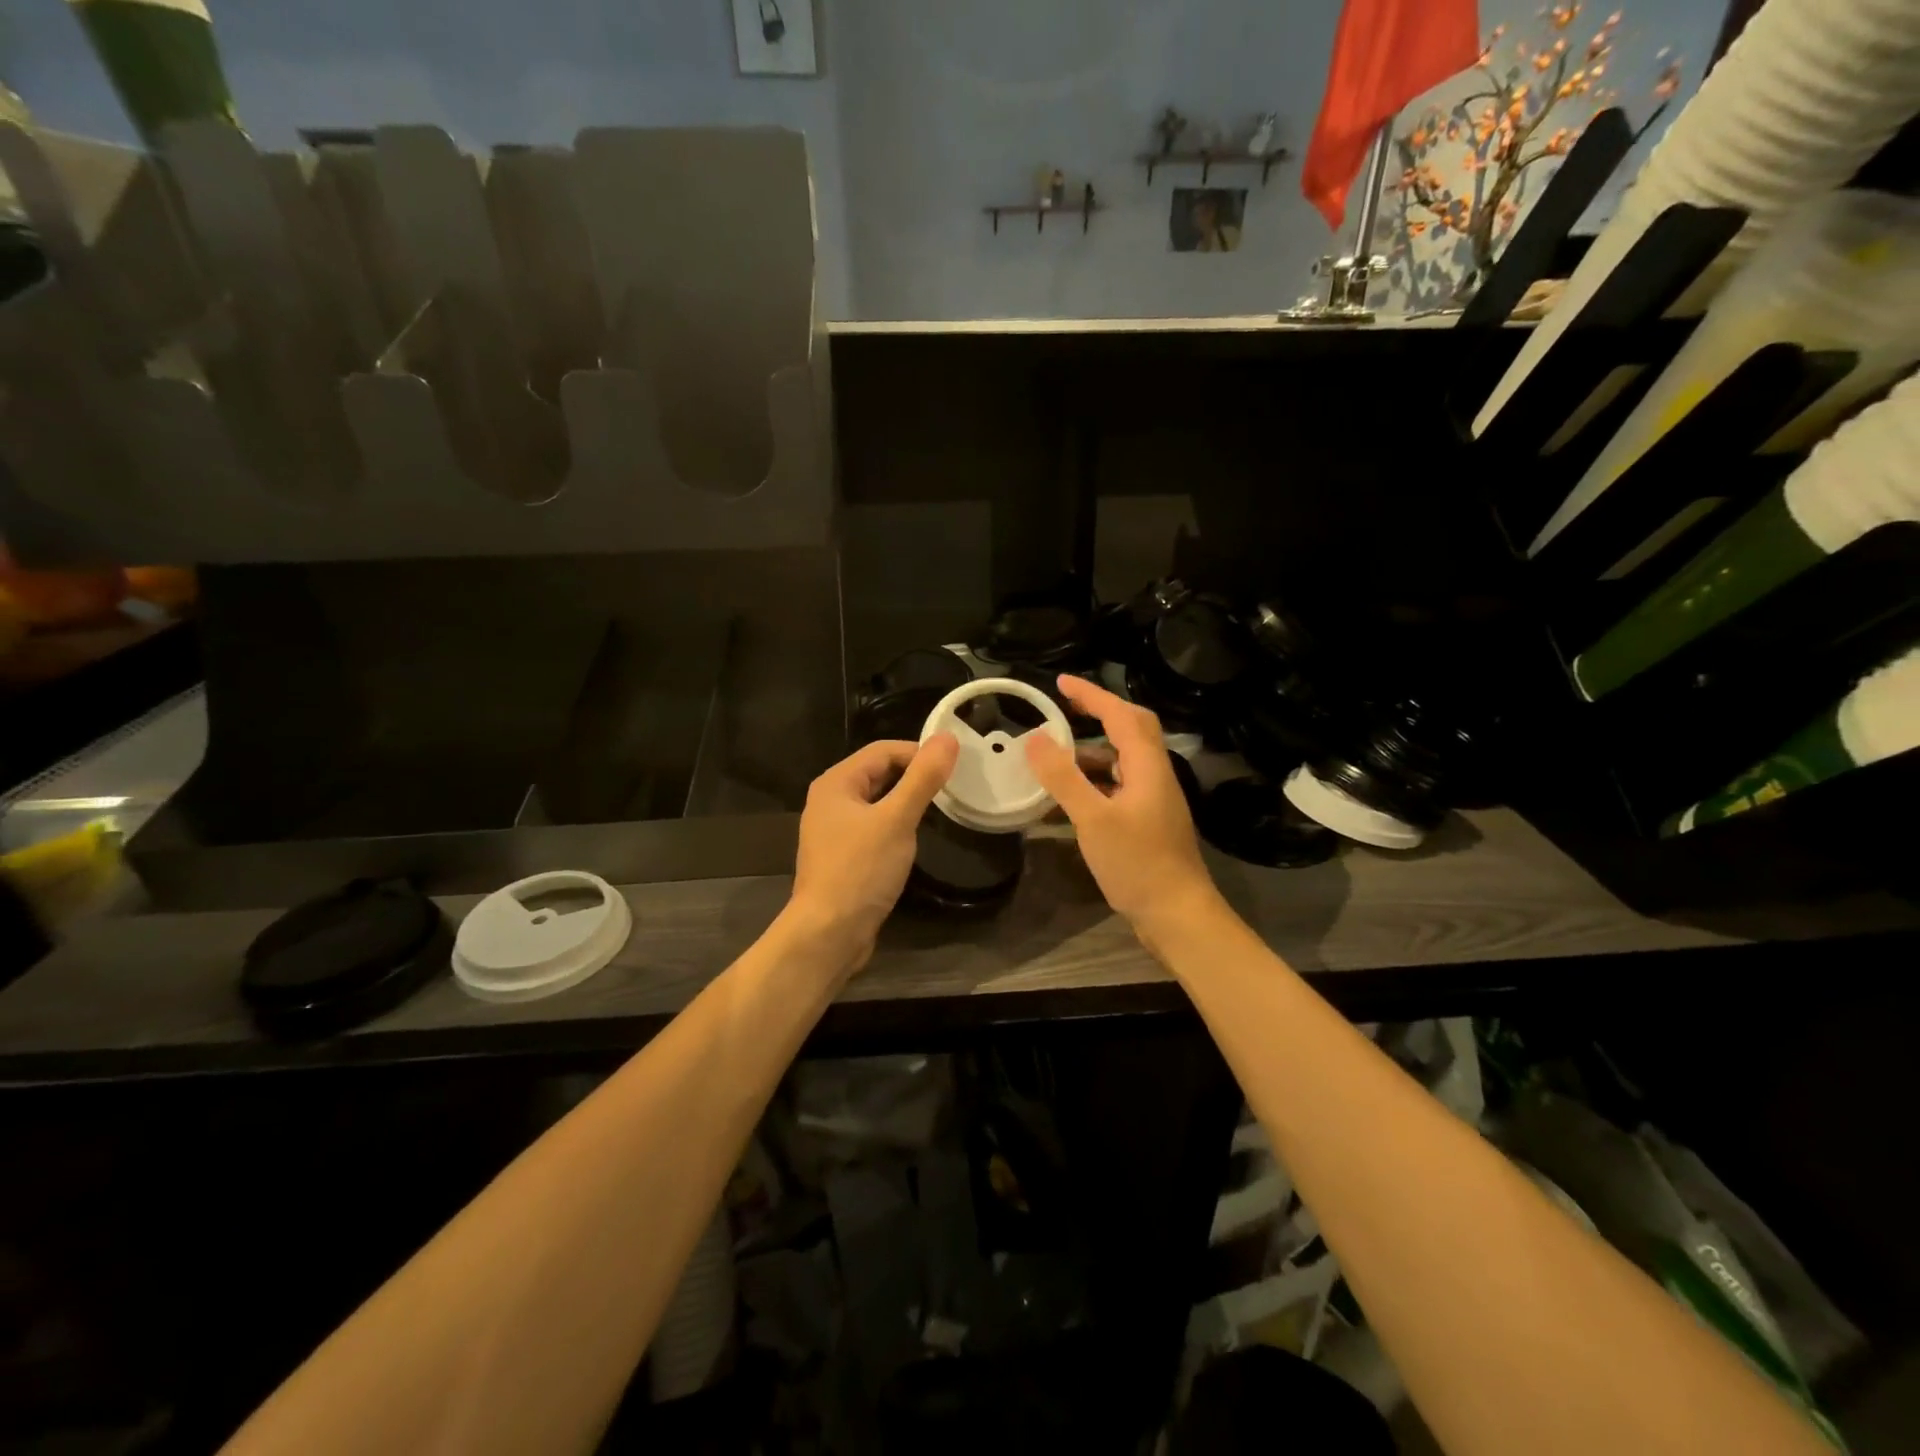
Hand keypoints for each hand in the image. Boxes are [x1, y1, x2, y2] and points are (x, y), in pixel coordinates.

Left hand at [788, 735, 958, 968]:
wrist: (828, 933)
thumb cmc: (860, 870)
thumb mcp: (896, 820)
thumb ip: (922, 779)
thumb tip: (947, 738)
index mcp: (836, 783)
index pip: (883, 750)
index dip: (918, 752)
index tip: (954, 767)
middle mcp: (830, 800)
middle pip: (878, 774)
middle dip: (913, 776)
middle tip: (952, 787)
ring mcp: (834, 830)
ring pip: (877, 802)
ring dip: (906, 802)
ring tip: (940, 809)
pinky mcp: (843, 856)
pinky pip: (874, 827)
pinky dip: (896, 825)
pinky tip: (914, 838)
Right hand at [1024, 675, 1217, 933]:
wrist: (1176, 914)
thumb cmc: (1137, 863)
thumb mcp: (1092, 819)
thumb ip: (1063, 777)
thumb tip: (1035, 738)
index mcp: (1147, 766)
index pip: (1121, 714)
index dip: (1092, 695)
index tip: (1061, 682)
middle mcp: (1154, 775)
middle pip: (1131, 730)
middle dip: (1098, 714)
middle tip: (1064, 709)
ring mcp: (1153, 799)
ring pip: (1122, 761)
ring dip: (1091, 752)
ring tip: (1054, 757)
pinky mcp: (1147, 822)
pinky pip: (1117, 787)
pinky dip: (1093, 782)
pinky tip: (1068, 799)